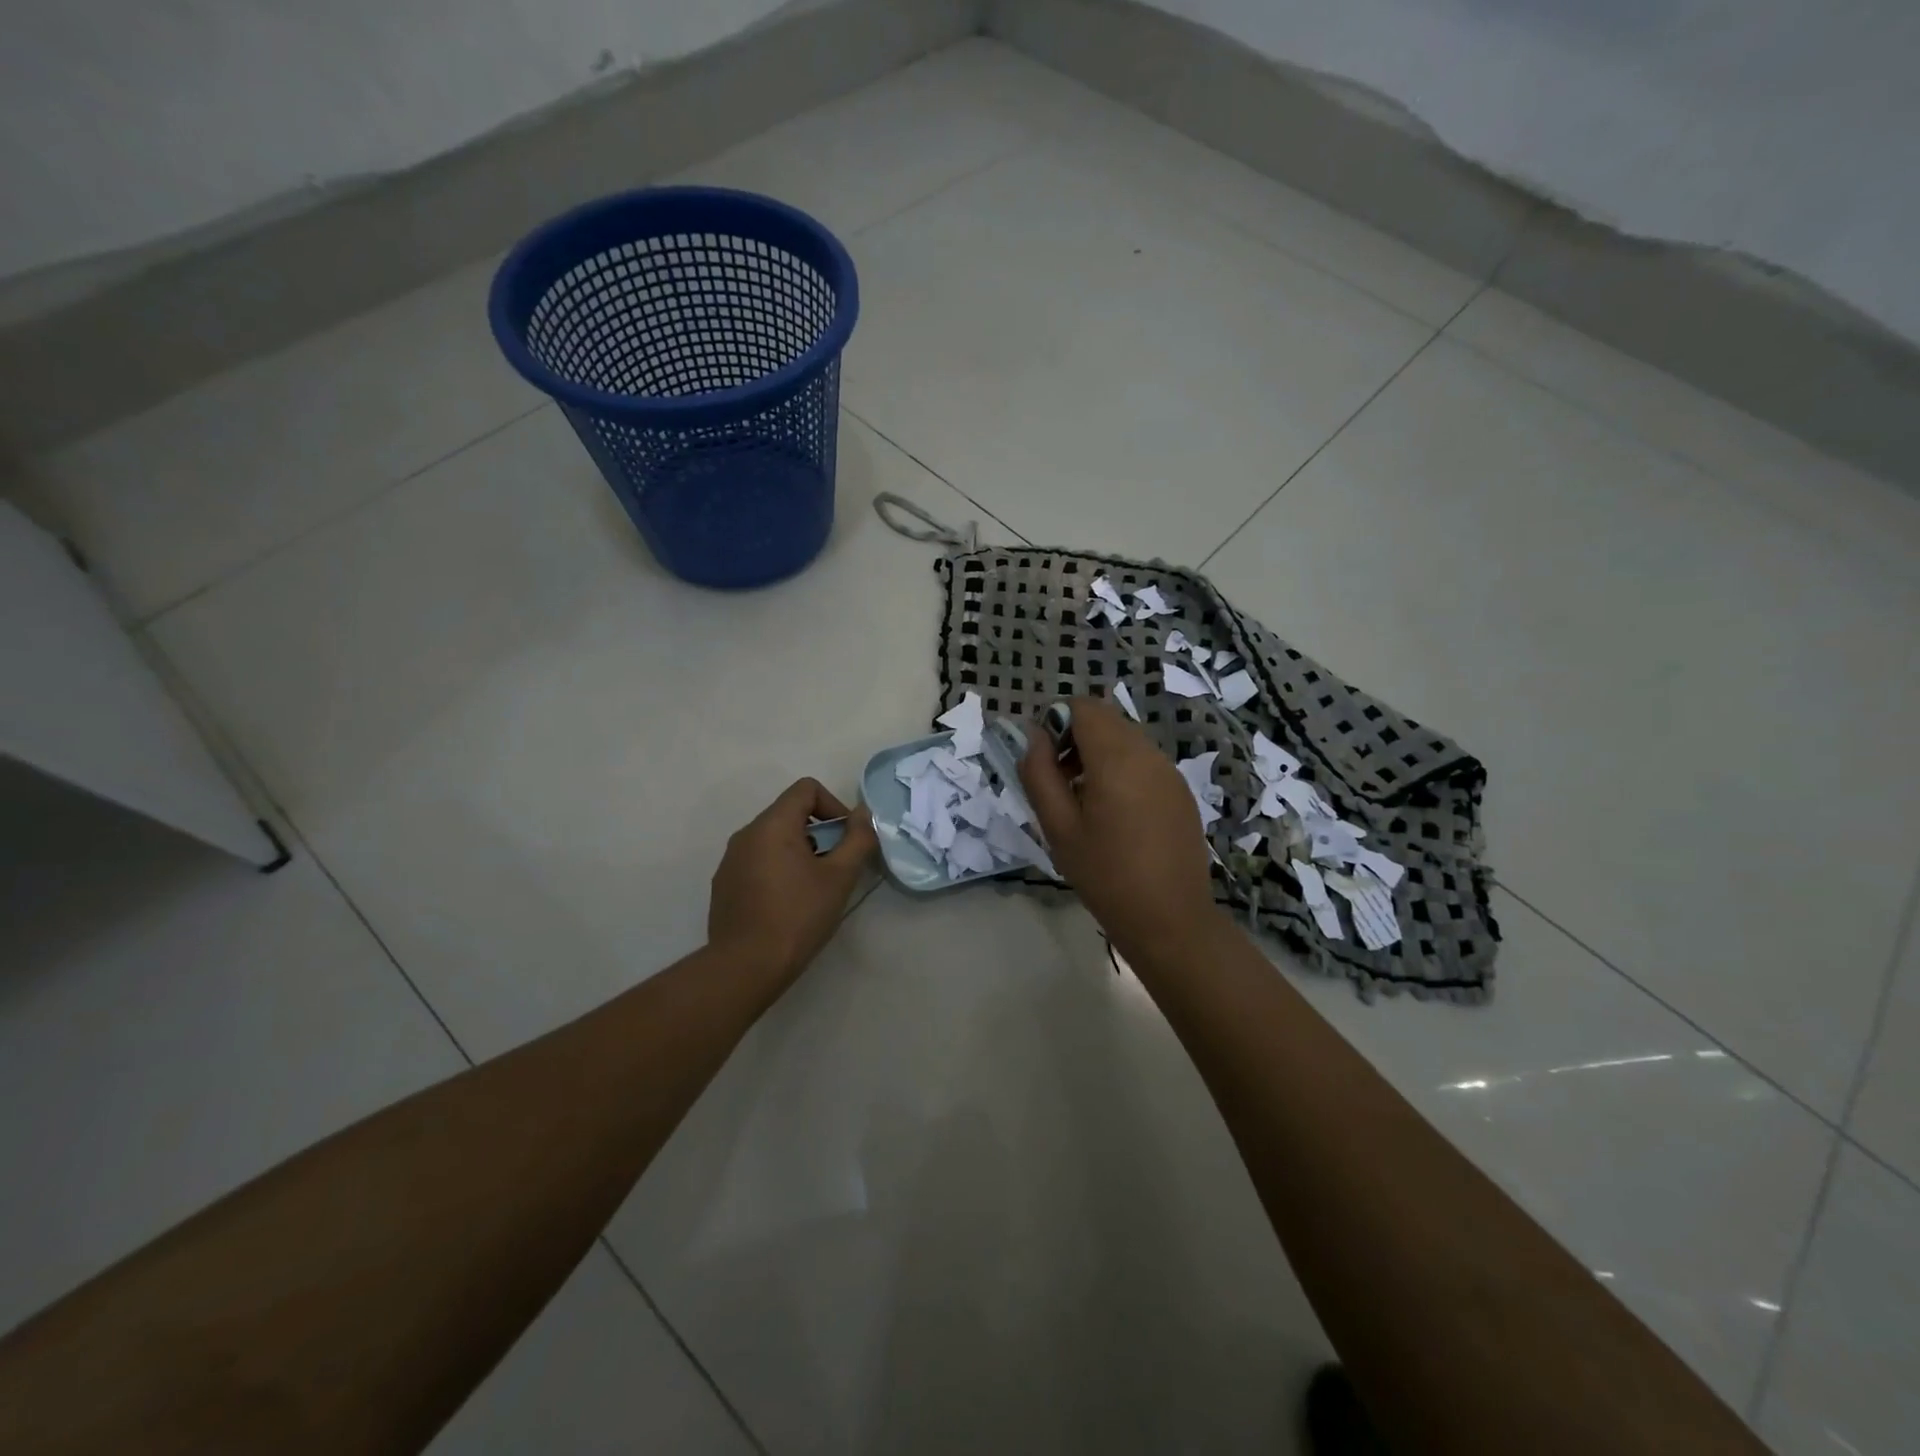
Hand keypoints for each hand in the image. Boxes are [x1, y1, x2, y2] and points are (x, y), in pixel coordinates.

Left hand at [708, 779, 877, 984]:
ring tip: (813, 888)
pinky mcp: (724, 884)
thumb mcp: (840, 877)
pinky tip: (787, 905)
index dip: (833, 806)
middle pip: (789, 813)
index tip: (845, 840)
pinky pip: (757, 861)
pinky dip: (777, 869)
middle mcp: (746, 834)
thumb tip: (862, 815)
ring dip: (799, 852)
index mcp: (772, 825)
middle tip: (835, 868)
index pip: (806, 789)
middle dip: (819, 832)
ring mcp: (730, 860)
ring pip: (773, 839)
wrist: (746, 966)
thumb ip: (857, 839)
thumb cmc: (798, 916)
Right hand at [1018, 697, 1219, 960]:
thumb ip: (1039, 774)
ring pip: (1126, 738)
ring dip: (1098, 753)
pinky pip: (1144, 761)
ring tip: (1084, 801)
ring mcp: (1170, 771)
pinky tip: (1115, 814)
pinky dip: (1121, 769)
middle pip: (1106, 719)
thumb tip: (1034, 736)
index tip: (1044, 760)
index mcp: (1117, 758)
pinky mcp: (1180, 791)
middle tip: (1059, 781)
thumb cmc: (1105, 875)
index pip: (1083, 708)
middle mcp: (1149, 753)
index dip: (1056, 721)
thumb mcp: (1058, 827)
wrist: (1170, 919)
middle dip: (1076, 737)